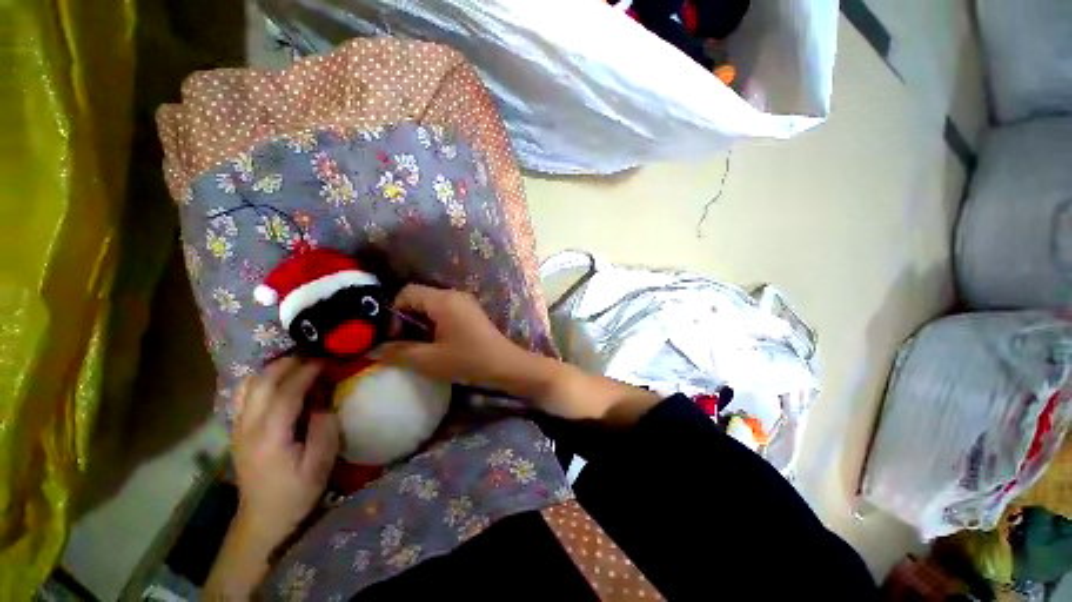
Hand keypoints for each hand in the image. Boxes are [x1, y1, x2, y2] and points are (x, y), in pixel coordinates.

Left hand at [231, 356, 338, 548]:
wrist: (262, 519)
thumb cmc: (295, 493)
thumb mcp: (320, 464)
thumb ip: (324, 428)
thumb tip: (323, 402)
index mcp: (270, 435)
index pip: (286, 391)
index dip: (307, 371)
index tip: (326, 359)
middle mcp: (248, 426)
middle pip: (261, 382)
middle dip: (287, 363)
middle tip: (313, 355)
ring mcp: (238, 428)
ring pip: (248, 385)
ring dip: (271, 369)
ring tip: (296, 363)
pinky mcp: (237, 431)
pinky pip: (244, 396)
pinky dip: (260, 380)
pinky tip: (276, 381)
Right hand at [376, 284, 659, 423]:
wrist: (508, 366)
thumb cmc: (470, 361)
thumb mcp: (430, 360)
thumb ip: (399, 352)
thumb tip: (372, 350)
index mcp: (444, 300)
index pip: (406, 292)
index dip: (393, 312)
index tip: (392, 336)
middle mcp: (454, 295)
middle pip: (418, 298)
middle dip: (404, 319)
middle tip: (400, 343)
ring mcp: (465, 304)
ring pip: (430, 306)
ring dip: (419, 324)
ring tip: (415, 346)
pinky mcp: (471, 314)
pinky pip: (443, 312)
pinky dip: (433, 325)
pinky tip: (434, 345)